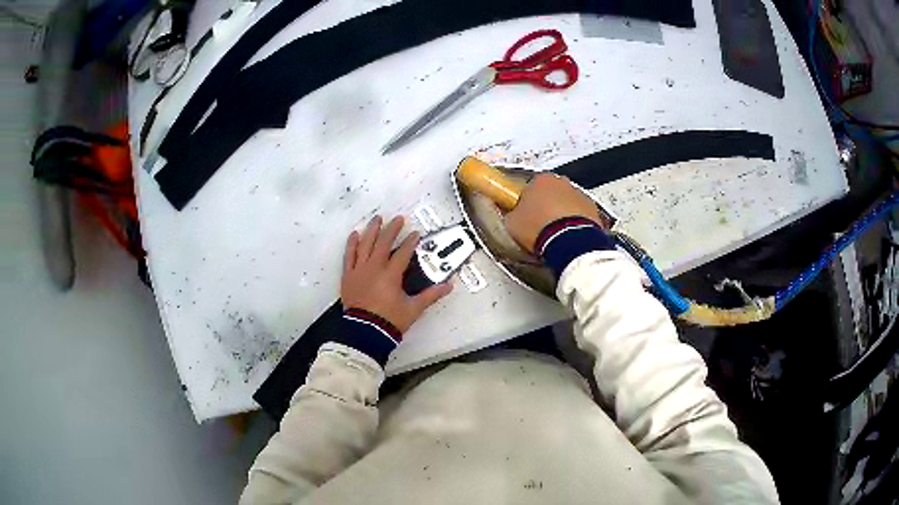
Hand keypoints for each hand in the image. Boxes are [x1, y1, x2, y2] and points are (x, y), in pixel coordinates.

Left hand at [341, 215, 452, 333]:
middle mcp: (374, 268)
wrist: (365, 332)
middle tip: (398, 219)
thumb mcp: (413, 308)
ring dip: (372, 230)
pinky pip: (349, 256)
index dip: (410, 242)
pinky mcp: (348, 276)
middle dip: (392, 229)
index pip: (403, 252)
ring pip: (365, 244)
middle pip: (383, 242)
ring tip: (377, 219)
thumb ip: (431, 295)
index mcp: (391, 275)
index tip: (415, 234)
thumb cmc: (389, 321)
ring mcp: (359, 270)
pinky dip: (352, 244)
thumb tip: (449, 287)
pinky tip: (355, 234)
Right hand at [504, 174, 603, 252]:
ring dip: (561, 214)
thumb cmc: (539, 228)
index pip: (529, 187)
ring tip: (554, 235)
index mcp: (540, 179)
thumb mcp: (512, 223)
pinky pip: (581, 214)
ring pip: (567, 203)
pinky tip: (568, 237)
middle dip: (545, 206)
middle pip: (550, 193)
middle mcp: (561, 182)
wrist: (570, 242)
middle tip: (538, 225)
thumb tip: (508, 215)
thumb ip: (509, 214)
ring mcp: (579, 194)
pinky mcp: (593, 209)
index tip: (522, 215)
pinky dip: (575, 223)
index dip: (525, 202)